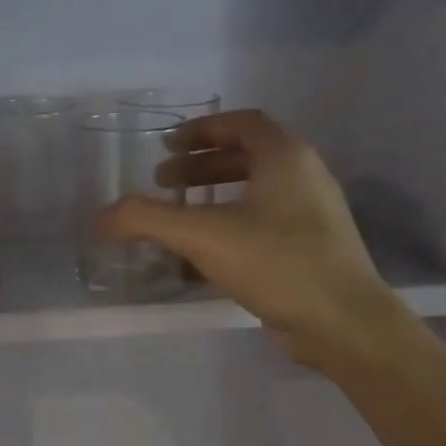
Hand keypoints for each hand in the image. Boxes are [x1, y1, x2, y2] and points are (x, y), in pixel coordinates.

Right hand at [99, 110, 398, 362]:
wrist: (344, 322)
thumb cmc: (277, 262)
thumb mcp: (203, 236)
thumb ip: (148, 220)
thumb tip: (101, 216)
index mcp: (285, 157)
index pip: (241, 123)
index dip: (201, 130)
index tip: (167, 146)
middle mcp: (304, 176)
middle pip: (246, 157)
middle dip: (200, 168)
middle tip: (163, 182)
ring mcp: (312, 215)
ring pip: (254, 194)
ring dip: (212, 201)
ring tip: (178, 221)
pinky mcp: (311, 249)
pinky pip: (263, 226)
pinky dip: (229, 231)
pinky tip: (201, 262)